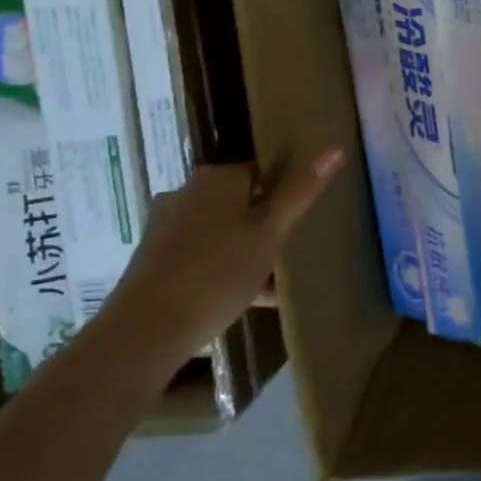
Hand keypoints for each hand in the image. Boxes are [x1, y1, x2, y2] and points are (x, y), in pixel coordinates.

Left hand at [106, 148, 345, 348]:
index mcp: (217, 178)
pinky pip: (202, 253)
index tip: (306, 214)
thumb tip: (335, 148)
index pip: (262, 169)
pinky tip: (248, 296)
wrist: (145, 332)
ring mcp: (167, 226)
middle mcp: (187, 193)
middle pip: (241, 199)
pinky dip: (225, 266)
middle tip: (294, 245)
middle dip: (267, 220)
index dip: (287, 190)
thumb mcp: (270, 233)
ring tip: (275, 276)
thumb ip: (300, 191)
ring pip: (222, 228)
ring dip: (247, 246)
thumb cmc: (217, 273)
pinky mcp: (155, 258)